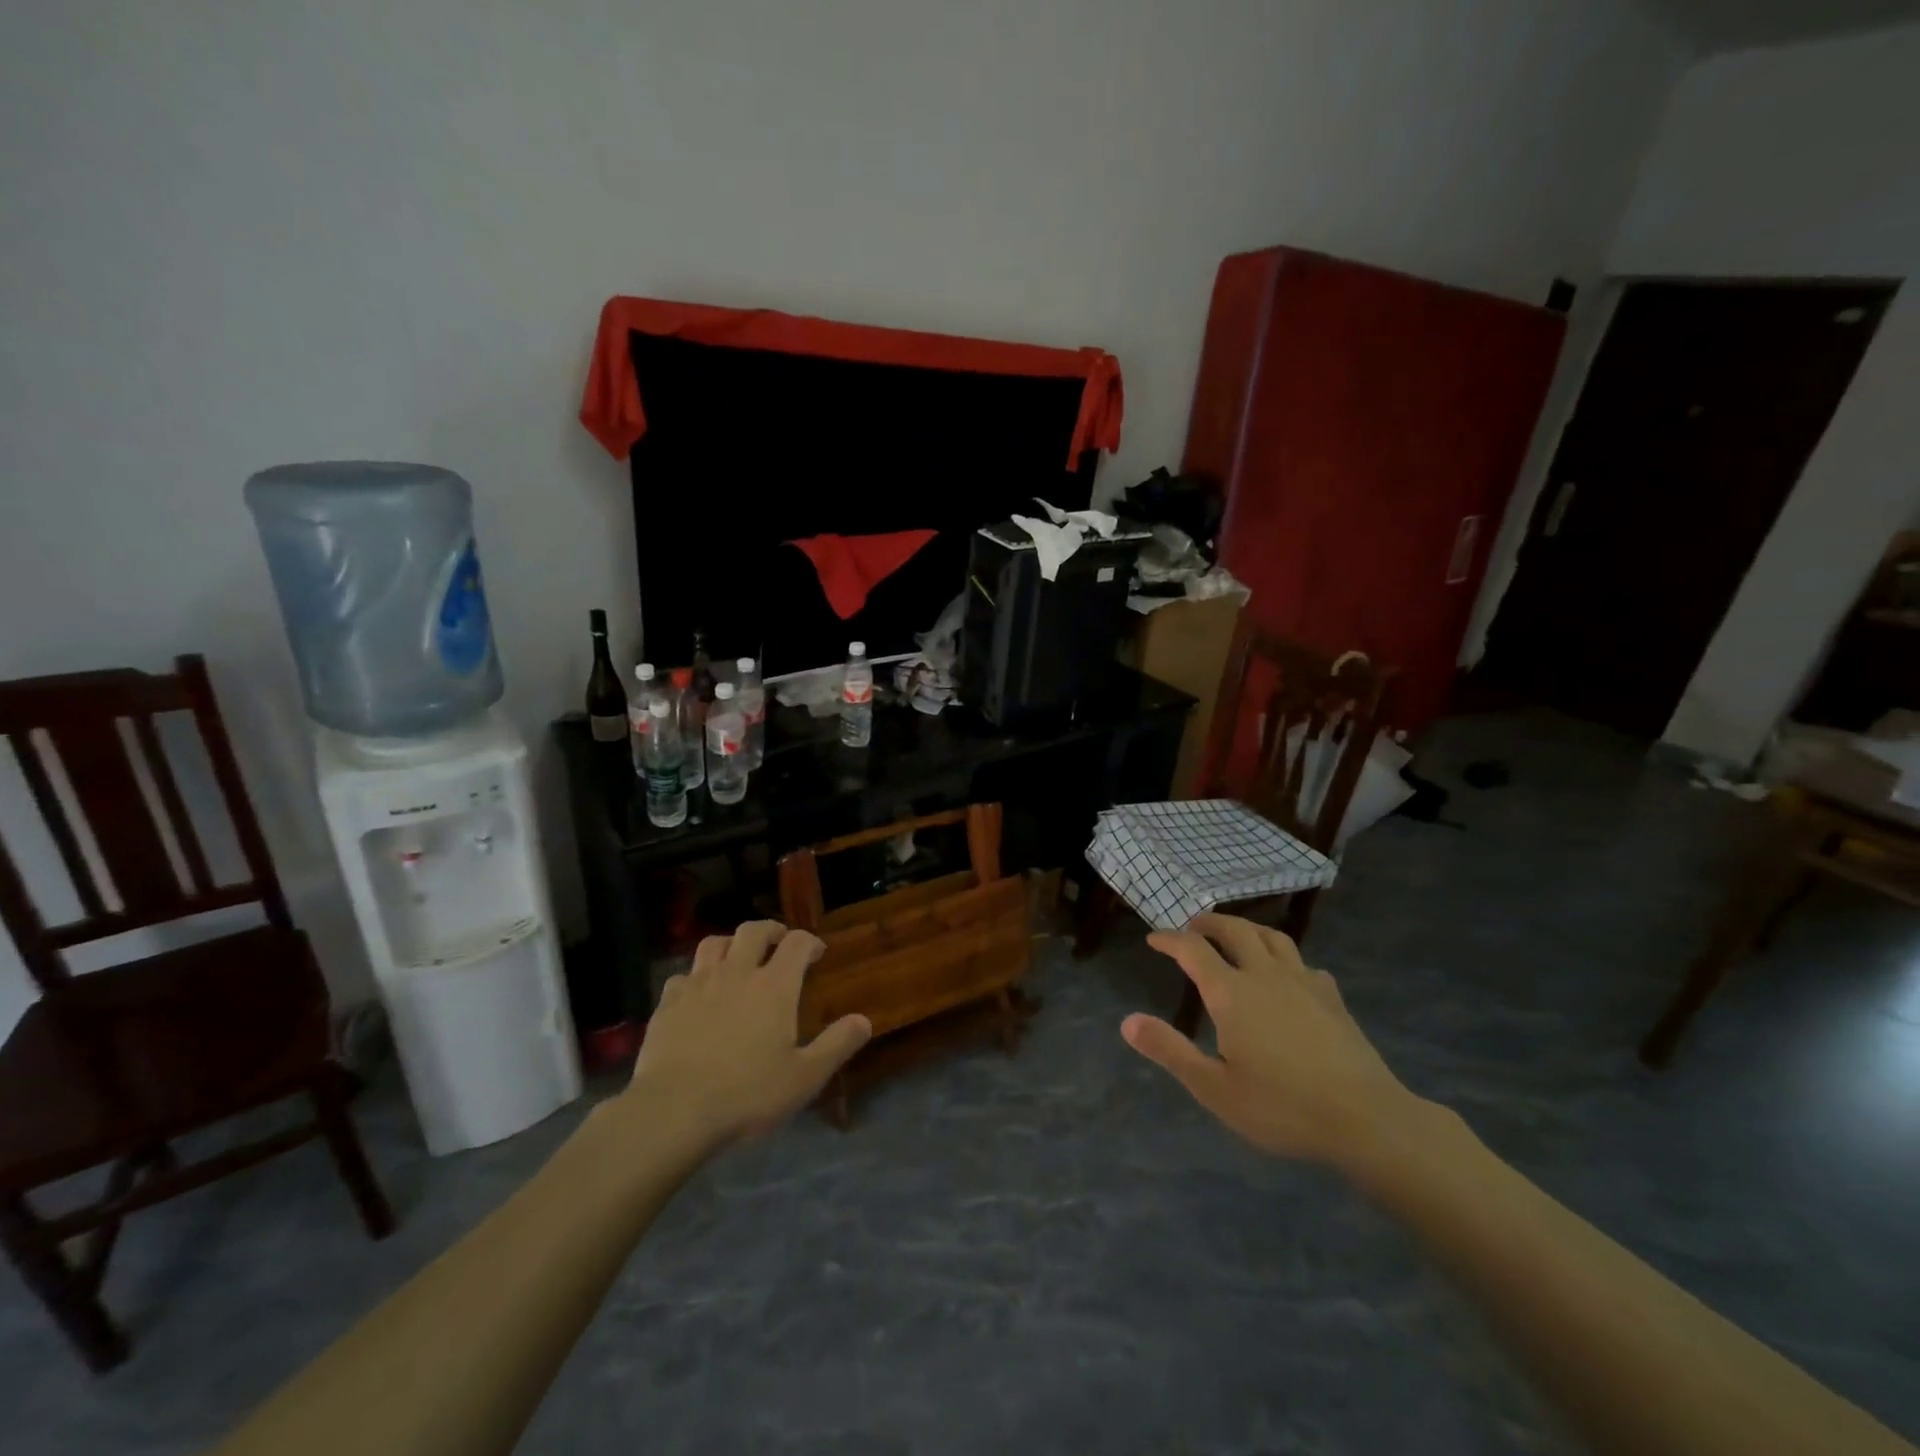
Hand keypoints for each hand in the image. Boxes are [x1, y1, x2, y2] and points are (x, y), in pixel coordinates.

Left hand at [625, 921, 870, 1146]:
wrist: (673, 1111)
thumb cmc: (747, 1093)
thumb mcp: (804, 1077)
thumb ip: (836, 1045)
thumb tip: (864, 1020)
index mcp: (774, 986)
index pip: (797, 943)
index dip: (809, 942)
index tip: (817, 953)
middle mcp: (737, 972)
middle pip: (753, 931)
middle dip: (770, 931)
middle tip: (779, 944)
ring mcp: (698, 984)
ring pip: (714, 943)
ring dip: (730, 944)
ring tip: (737, 959)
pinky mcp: (668, 1002)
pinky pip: (683, 975)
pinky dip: (696, 976)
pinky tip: (698, 995)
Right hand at [1121, 913, 1424, 1167]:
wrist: (1366, 1119)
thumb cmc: (1282, 1107)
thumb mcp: (1215, 1088)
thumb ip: (1170, 1050)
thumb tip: (1127, 1021)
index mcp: (1231, 993)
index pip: (1192, 949)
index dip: (1169, 939)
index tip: (1154, 939)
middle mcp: (1265, 974)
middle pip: (1234, 930)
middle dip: (1208, 923)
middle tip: (1192, 927)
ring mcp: (1303, 982)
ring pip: (1272, 937)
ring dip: (1246, 929)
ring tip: (1235, 937)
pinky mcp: (1332, 997)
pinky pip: (1302, 962)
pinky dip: (1284, 958)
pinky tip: (1287, 976)